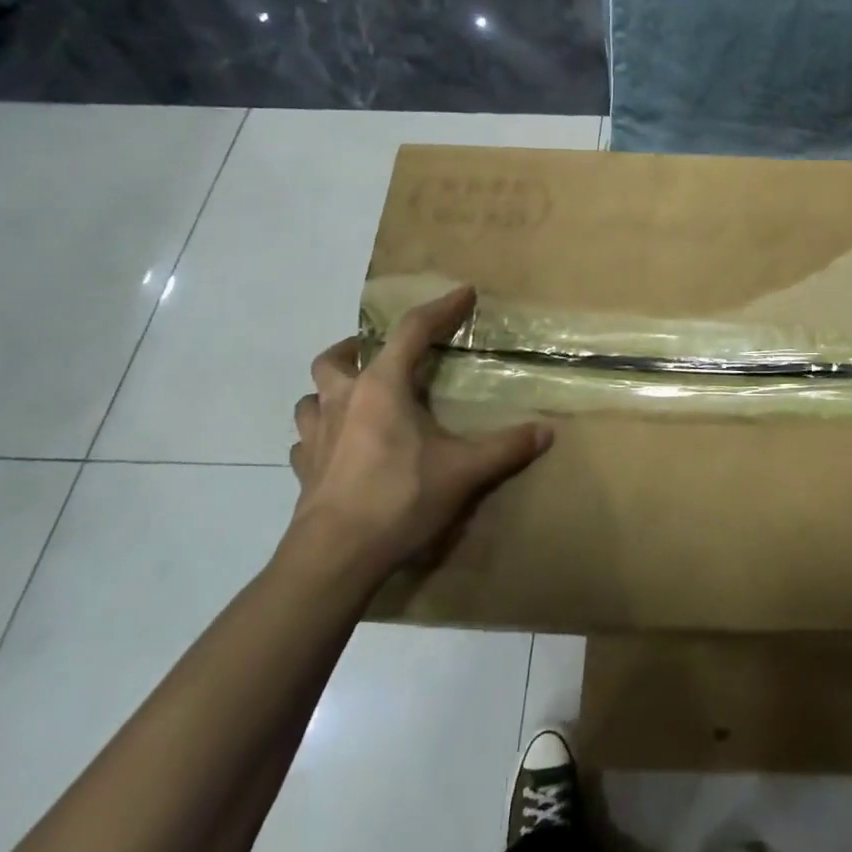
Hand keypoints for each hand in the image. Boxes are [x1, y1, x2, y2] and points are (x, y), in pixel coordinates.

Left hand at [284, 287, 552, 584]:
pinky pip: (305, 440)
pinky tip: (338, 448)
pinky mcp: (303, 470)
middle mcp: (343, 400)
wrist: (336, 556)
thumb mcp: (464, 471)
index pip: (412, 331)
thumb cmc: (400, 497)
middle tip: (383, 355)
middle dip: (357, 346)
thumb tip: (548, 431)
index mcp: (382, 387)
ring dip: (332, 391)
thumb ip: (506, 448)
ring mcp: (315, 436)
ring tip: (356, 400)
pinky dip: (320, 435)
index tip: (464, 294)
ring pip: (311, 397)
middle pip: (336, 357)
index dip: (440, 309)